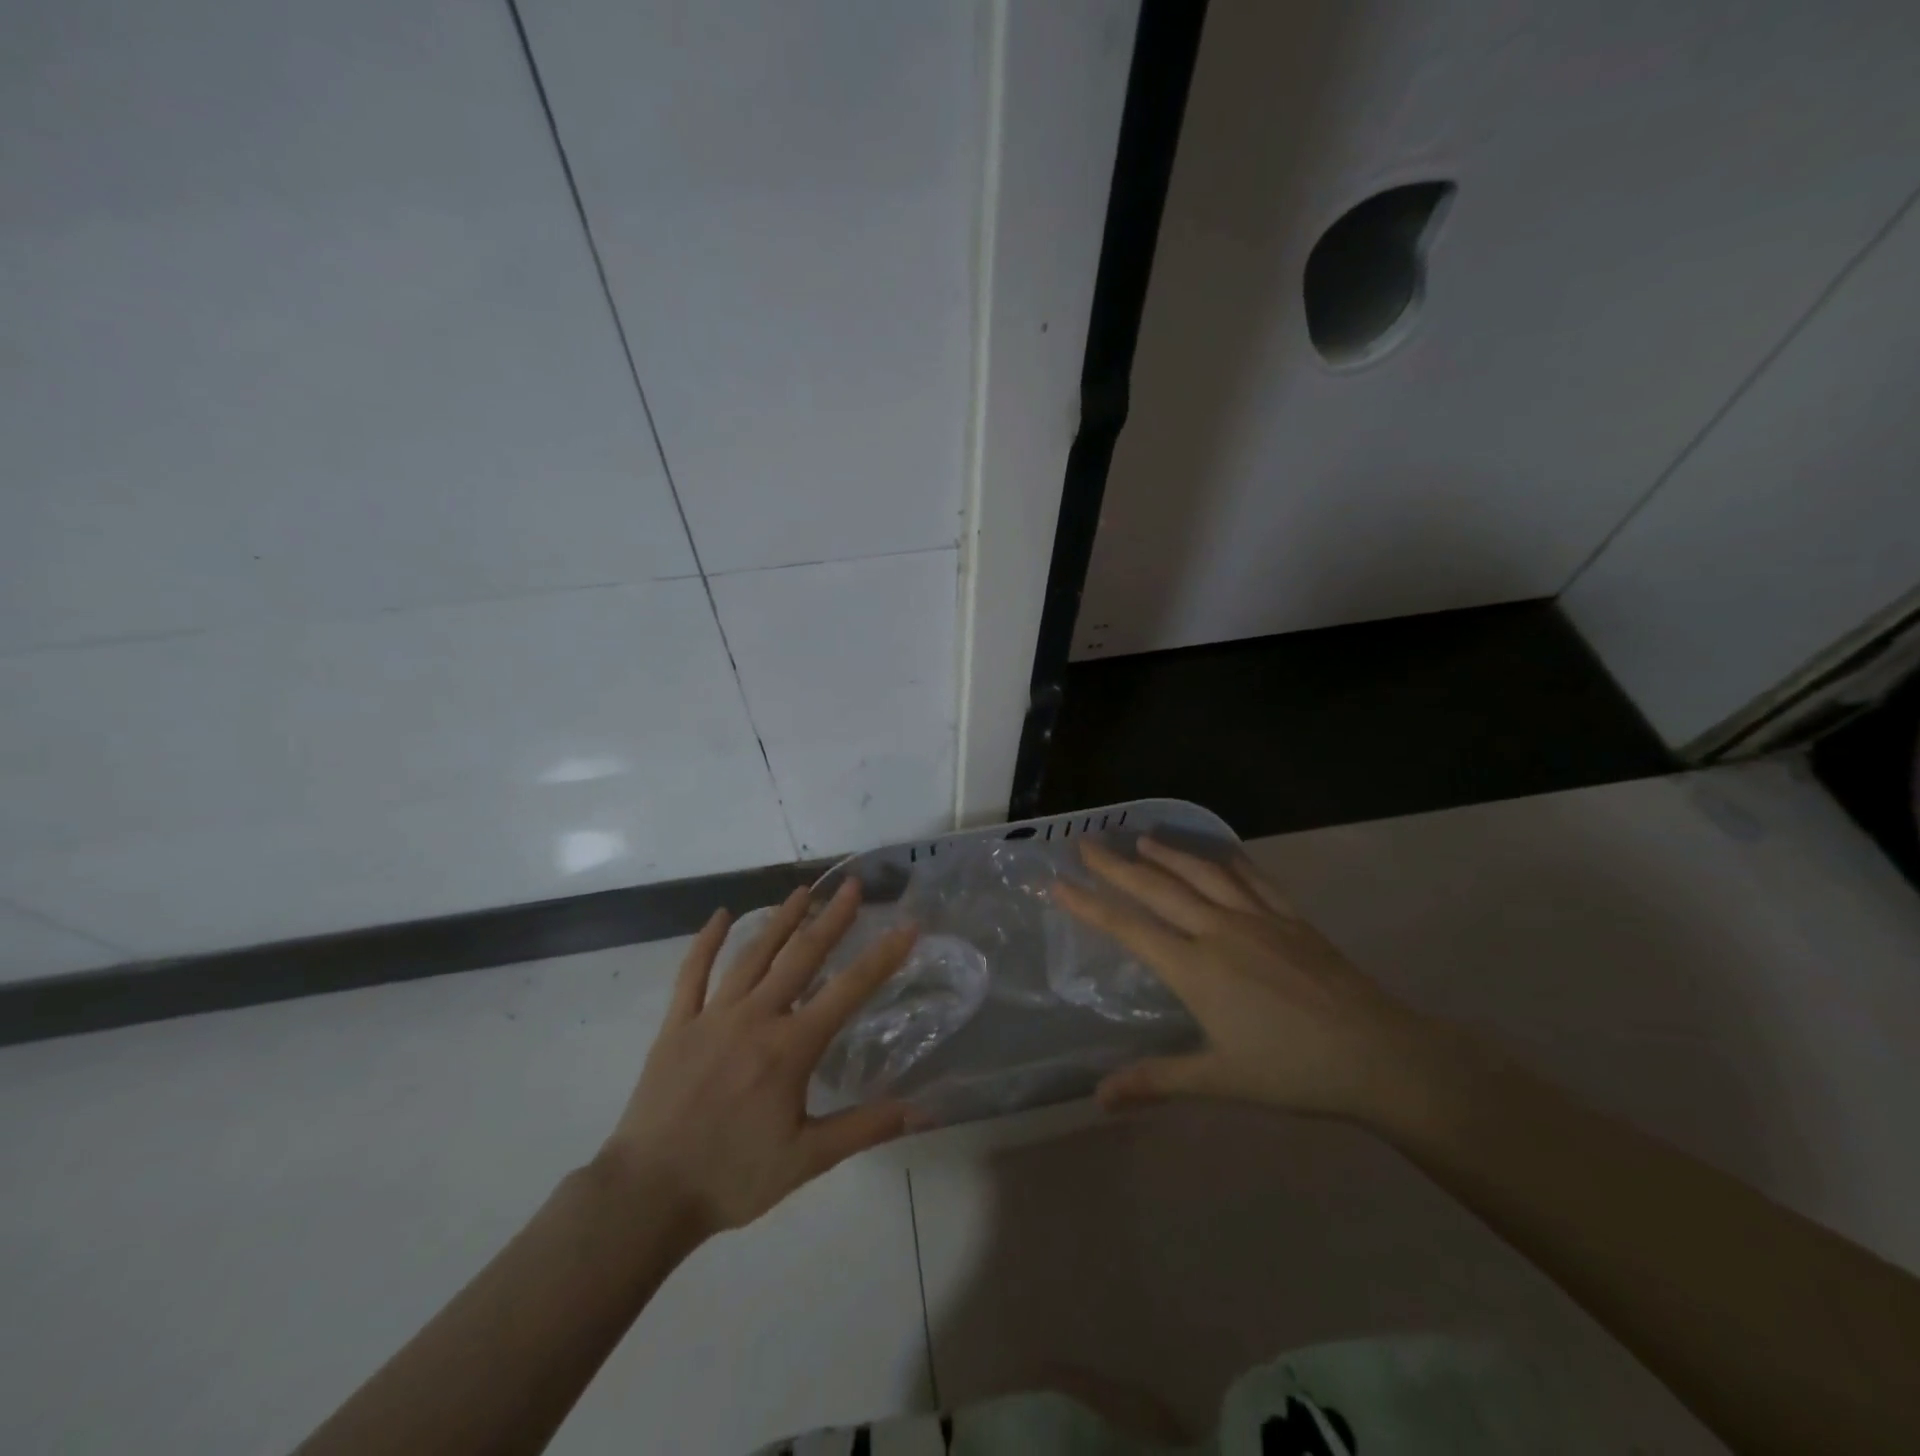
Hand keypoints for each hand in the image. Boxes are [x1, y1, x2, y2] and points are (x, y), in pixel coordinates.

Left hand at [595, 882, 918, 1239]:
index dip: (882, 956)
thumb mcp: (808, 1159)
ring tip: (802, 891)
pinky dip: (706, 942)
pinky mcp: (678, 1024)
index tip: (906, 925)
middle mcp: (755, 1018)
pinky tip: (720, 915)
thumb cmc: (733, 1177)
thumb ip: (866, 1128)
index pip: (848, 991)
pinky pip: (693, 973)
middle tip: (852, 885)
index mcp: (790, 1047)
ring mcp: (713, 1015)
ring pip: (753, 955)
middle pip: (801, 956)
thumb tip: (924, 1111)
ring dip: (780, 920)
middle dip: (831, 918)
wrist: (648, 1194)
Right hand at [1055, 837, 1434, 1121]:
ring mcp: (1257, 918)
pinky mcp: (1291, 917)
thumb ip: (1157, 1081)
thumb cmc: (1292, 1071)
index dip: (1090, 904)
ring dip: (1168, 854)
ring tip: (1142, 839)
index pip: (1129, 928)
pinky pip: (1252, 878)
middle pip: (1158, 888)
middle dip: (1117, 866)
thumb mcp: (1220, 1081)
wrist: (1378, 1055)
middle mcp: (1218, 931)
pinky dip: (1228, 860)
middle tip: (1087, 844)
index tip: (1058, 882)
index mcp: (1195, 968)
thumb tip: (1098, 1098)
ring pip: (1201, 874)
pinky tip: (1219, 854)